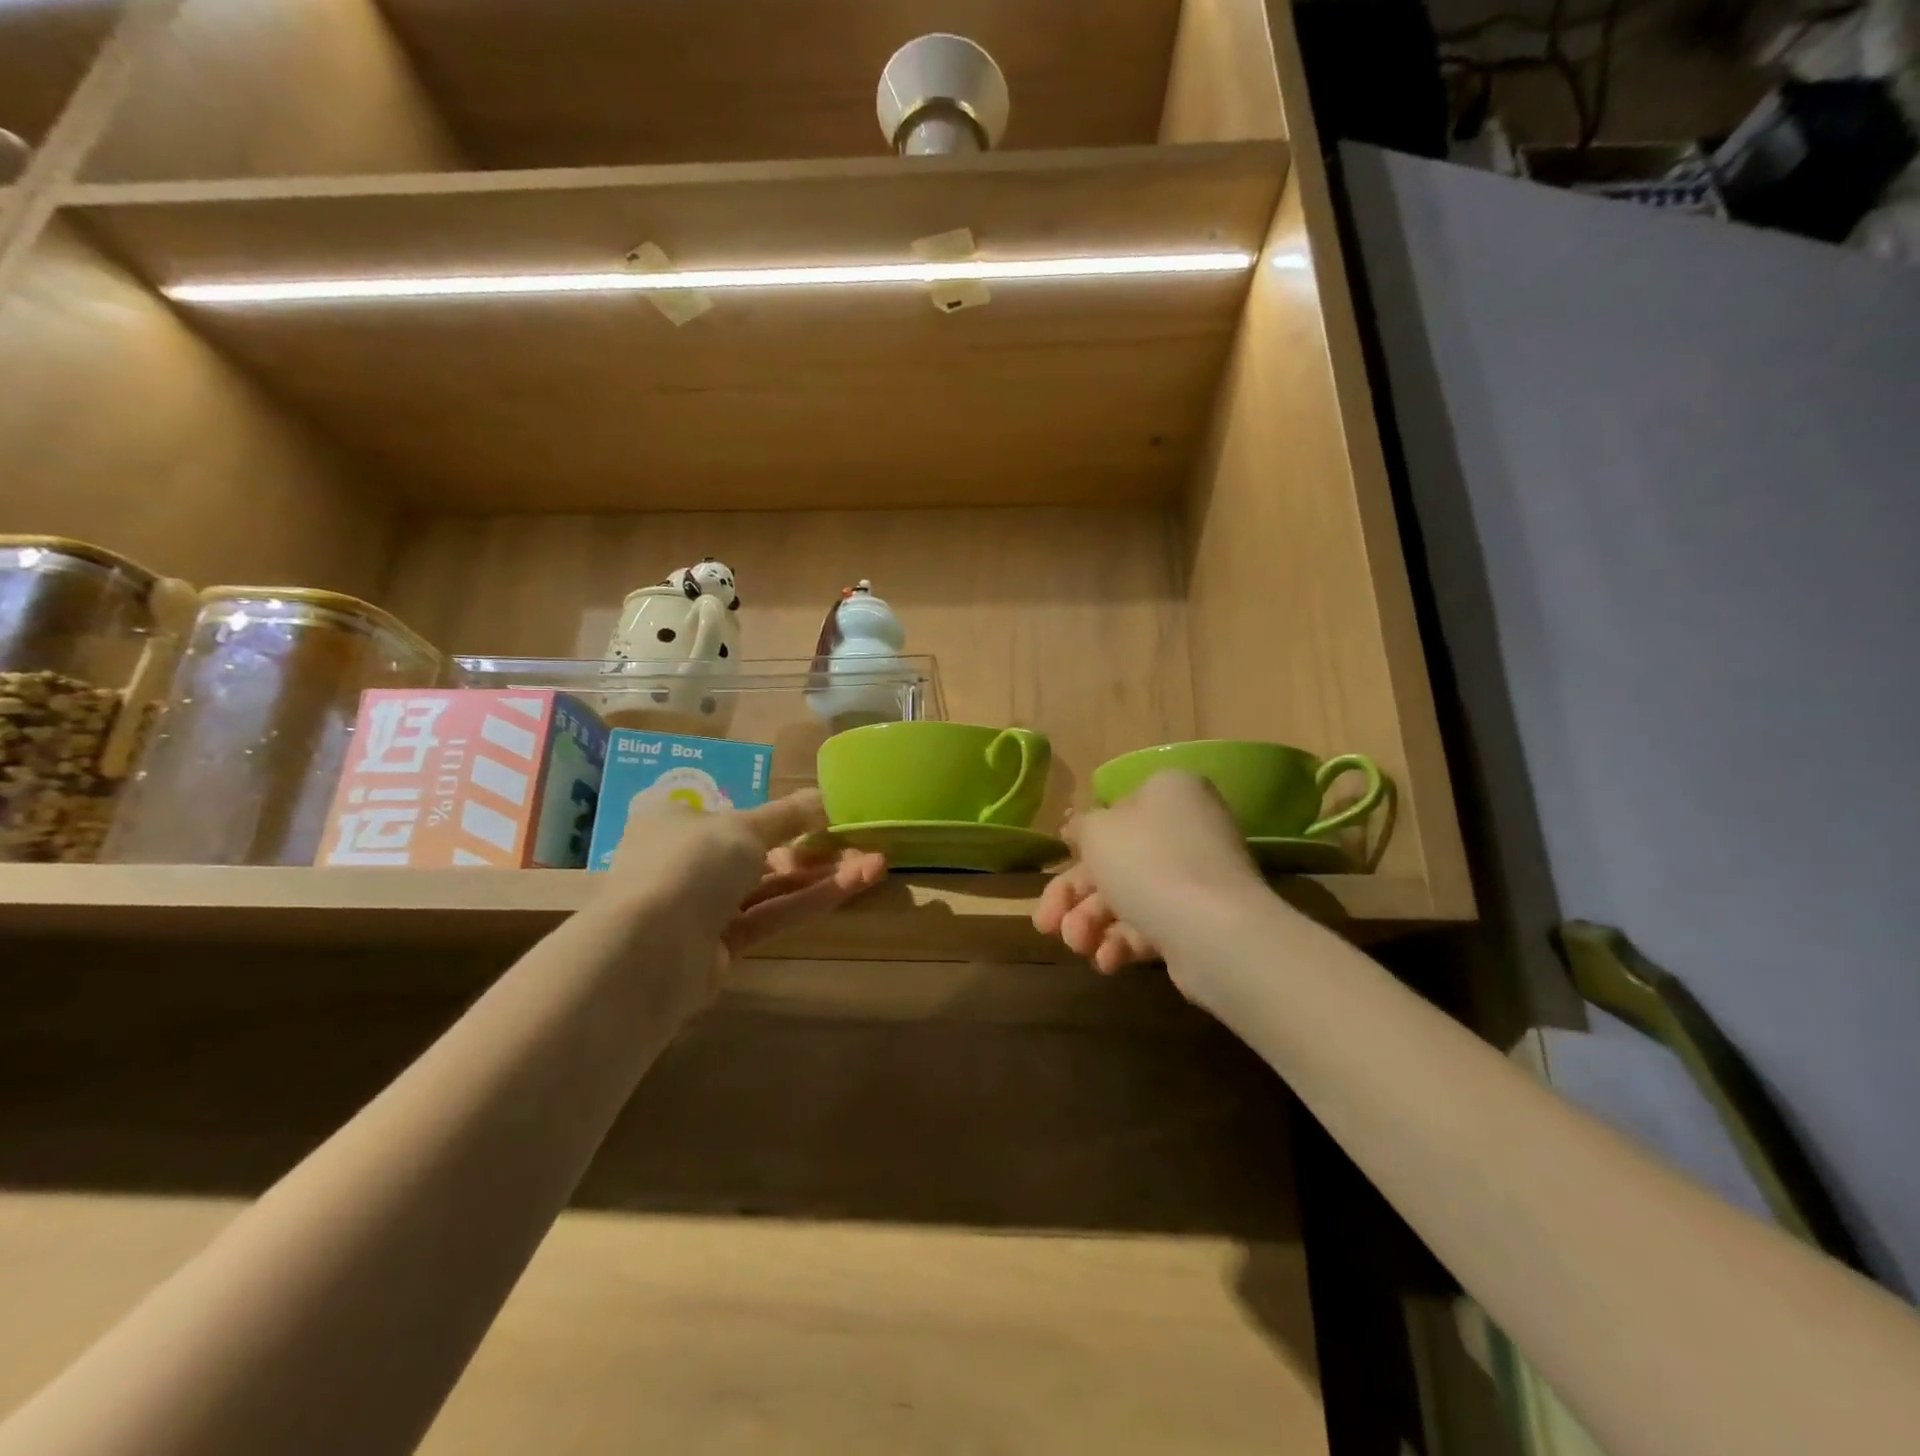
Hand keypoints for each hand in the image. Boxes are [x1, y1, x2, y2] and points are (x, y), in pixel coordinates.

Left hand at [607, 788, 885, 989]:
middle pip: (760, 851)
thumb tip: (824, 796)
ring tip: (876, 863)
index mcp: (676, 821)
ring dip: (822, 875)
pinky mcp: (722, 944)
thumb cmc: (691, 864)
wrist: (650, 951)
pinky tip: (855, 884)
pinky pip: (772, 914)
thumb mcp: (745, 827)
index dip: (782, 814)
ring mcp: (703, 906)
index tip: (824, 814)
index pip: (734, 813)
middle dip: (813, 847)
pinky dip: (810, 899)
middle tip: (860, 841)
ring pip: (771, 885)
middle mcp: (686, 861)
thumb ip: (788, 815)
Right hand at [1034, 772, 1261, 972]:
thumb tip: (1079, 828)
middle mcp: (1185, 828)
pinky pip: (1152, 924)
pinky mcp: (1200, 920)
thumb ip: (1081, 827)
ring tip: (1077, 946)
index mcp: (1167, 792)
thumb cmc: (1147, 863)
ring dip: (1092, 923)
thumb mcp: (1097, 832)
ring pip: (1128, 897)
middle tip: (1045, 925)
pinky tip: (1107, 961)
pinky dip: (1122, 942)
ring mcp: (1196, 877)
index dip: (1080, 844)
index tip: (1056, 868)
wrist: (1214, 931)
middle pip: (1115, 861)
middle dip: (1074, 898)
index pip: (1114, 812)